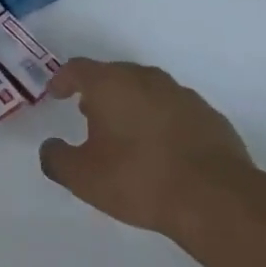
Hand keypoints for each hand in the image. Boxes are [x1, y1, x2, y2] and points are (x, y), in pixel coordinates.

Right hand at [39, 58, 257, 238]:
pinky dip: (159, 120)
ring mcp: (181, 94)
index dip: (62, 80)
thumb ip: (57, 159)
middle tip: (87, 113)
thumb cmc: (138, 179)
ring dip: (130, 104)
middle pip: (114, 74)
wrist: (215, 197)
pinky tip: (159, 147)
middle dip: (98, 91)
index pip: (78, 69)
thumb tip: (50, 148)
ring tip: (123, 132)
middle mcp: (146, 79)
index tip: (55, 94)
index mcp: (111, 85)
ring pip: (146, 89)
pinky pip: (172, 109)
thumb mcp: (83, 178)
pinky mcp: (207, 114)